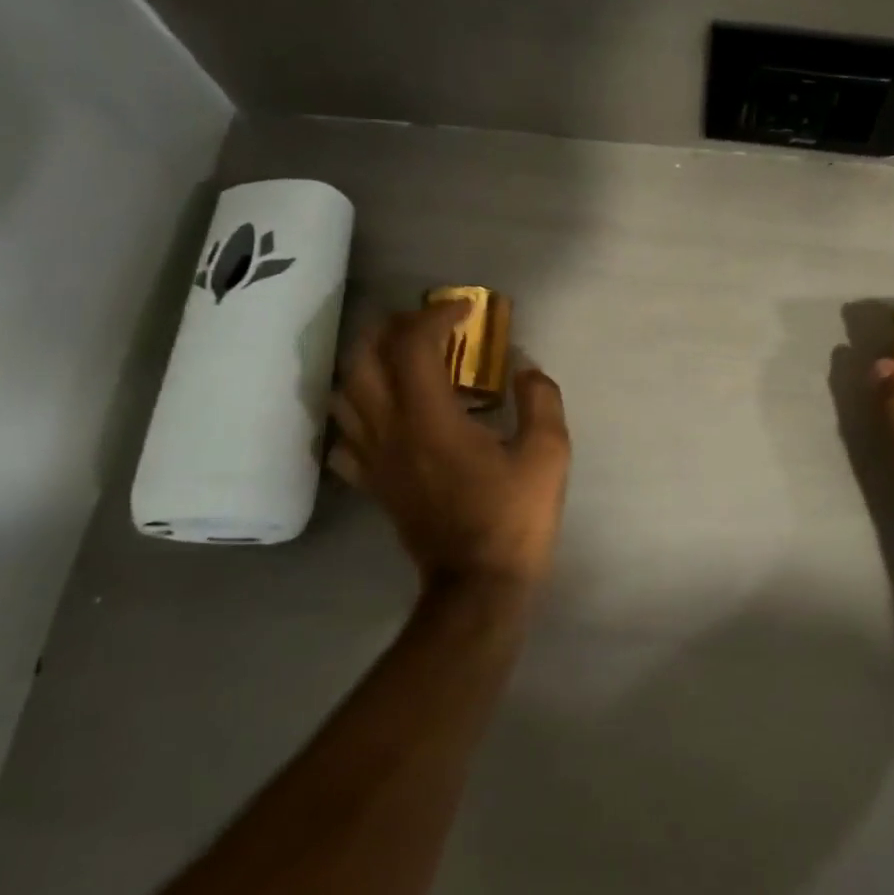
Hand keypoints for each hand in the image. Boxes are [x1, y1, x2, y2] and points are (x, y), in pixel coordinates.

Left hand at [329, 301, 571, 591]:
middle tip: (426, 324)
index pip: (413, 345)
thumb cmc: (515, 517)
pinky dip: (356, 413)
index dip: (436, 315)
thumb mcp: (549, 453)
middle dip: (391, 328)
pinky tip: (382, 413)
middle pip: (363, 359)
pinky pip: (344, 436)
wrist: (478, 584)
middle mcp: (389, 430)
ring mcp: (374, 459)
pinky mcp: (372, 483)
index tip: (466, 310)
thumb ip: (540, 399)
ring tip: (401, 358)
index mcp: (430, 419)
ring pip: (344, 393)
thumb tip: (524, 366)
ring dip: (368, 363)